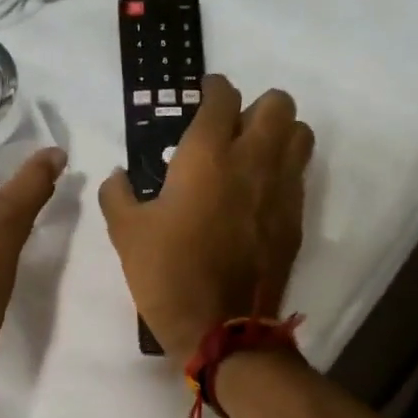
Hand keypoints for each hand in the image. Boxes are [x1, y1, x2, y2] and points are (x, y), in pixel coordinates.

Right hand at [99, 75, 312, 363]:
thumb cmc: (168, 274)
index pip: (223, 96)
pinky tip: (258, 195)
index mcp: (208, 156)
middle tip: (230, 130)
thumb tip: (117, 175)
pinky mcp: (296, 219)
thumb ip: (117, 194)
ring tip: (252, 156)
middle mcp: (254, 161)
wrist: (220, 329)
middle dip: (254, 106)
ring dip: (279, 134)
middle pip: (277, 103)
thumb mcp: (126, 233)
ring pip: (299, 135)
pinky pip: (299, 176)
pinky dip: (283, 172)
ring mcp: (282, 190)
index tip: (203, 96)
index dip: (212, 89)